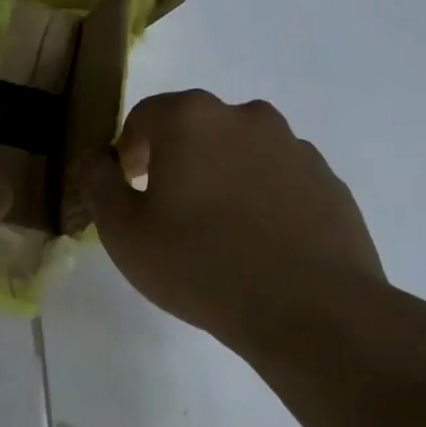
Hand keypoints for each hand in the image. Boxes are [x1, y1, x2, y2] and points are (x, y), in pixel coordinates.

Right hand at [73, 90, 387, 353]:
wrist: (311, 310)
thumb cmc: (201, 264)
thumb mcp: (124, 231)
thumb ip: (98, 183)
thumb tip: (97, 158)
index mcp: (191, 119)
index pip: (144, 117)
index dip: (128, 152)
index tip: (129, 190)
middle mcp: (245, 116)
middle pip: (195, 128)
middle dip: (176, 160)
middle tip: (170, 211)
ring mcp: (294, 146)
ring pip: (240, 151)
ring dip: (222, 176)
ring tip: (220, 231)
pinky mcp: (328, 180)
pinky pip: (279, 179)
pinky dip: (263, 197)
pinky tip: (261, 243)